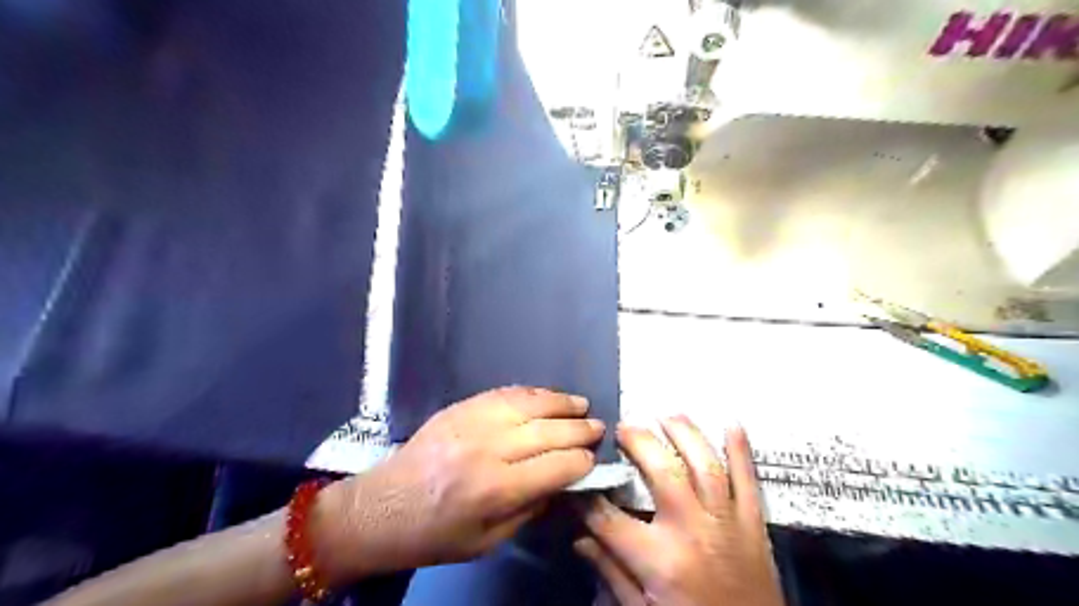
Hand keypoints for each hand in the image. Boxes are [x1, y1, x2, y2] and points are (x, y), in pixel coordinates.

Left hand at [324, 389, 603, 577]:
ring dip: (560, 403)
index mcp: (495, 488)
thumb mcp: (487, 542)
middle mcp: (488, 448)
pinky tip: (547, 396)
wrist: (383, 507)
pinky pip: (505, 393)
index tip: (593, 460)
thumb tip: (561, 483)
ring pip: (529, 404)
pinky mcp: (461, 407)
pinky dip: (532, 393)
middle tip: (597, 427)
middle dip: (578, 430)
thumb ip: (529, 509)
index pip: (555, 467)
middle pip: (547, 432)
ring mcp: (473, 421)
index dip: (580, 463)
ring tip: (580, 404)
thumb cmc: (436, 534)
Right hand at [573, 416, 785, 605]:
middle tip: (624, 427)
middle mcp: (692, 530)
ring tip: (667, 415)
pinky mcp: (754, 522)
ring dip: (686, 434)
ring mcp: (727, 521)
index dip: (588, 497)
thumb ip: (611, 572)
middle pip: (663, 473)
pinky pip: (748, 480)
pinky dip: (742, 450)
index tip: (578, 479)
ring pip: (706, 465)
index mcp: (660, 559)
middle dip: (640, 443)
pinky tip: (732, 423)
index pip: (610, 518)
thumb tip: (580, 538)